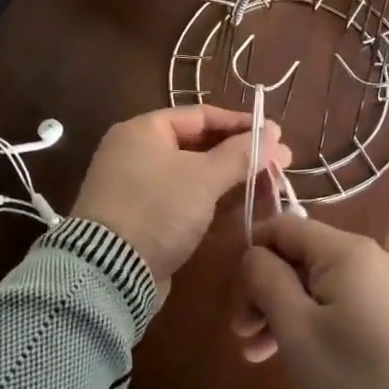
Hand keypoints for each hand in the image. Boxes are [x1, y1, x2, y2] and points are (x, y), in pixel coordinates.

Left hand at [71, 106, 291, 287]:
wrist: (108, 273)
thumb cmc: (157, 210)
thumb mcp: (203, 178)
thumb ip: (240, 154)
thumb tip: (273, 134)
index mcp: (144, 129)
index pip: (202, 115)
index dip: (241, 124)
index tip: (276, 135)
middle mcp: (137, 151)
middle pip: (200, 145)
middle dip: (241, 155)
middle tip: (280, 165)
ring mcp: (139, 186)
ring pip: (195, 175)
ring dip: (232, 180)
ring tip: (270, 189)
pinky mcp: (143, 217)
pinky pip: (184, 199)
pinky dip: (212, 202)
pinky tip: (243, 210)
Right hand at [233, 214, 388, 388]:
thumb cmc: (354, 378)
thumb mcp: (297, 331)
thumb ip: (268, 281)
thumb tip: (255, 254)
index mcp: (346, 251)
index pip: (285, 227)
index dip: (253, 252)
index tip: (235, 296)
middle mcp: (370, 257)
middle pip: (302, 257)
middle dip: (267, 291)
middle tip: (243, 336)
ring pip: (321, 285)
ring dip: (287, 312)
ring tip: (260, 356)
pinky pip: (345, 304)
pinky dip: (317, 321)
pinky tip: (303, 357)